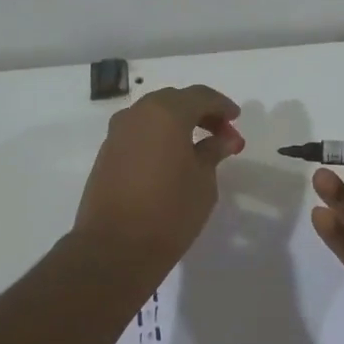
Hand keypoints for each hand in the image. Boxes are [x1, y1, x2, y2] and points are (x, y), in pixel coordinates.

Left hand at [72, 85, 244, 276]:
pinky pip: (139, 133)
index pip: (200, 96)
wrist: (114, 248)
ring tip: (198, 147)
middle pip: (174, 101)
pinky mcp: (106, 153)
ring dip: (177, 124)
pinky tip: (172, 158)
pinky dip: (158, 137)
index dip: (222, 106)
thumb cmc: (169, 211)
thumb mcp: (203, 181)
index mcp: (166, 113)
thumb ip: (213, 152)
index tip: (236, 119)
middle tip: (221, 133)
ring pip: (153, 115)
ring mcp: (117, 133)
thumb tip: (223, 139)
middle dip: (200, 112)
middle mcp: (137, 114)